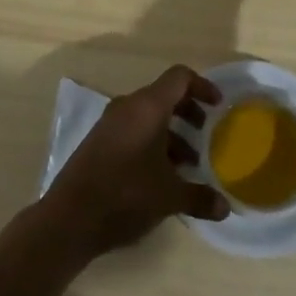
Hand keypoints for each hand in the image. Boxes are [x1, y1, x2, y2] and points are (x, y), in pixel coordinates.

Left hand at [42, 65, 228, 261]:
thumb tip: (225, 207)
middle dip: (189, 112)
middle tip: (207, 135)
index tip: (218, 107)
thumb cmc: (125, 195)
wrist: (70, 218)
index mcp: (147, 107)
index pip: (180, 78)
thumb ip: (200, 197)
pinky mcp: (99, 142)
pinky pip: (133, 130)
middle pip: (164, 95)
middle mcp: (128, 107)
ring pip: (149, 116)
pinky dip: (153, 143)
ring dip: (172, 133)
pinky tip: (162, 176)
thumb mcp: (169, 197)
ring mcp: (110, 124)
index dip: (202, 86)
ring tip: (189, 164)